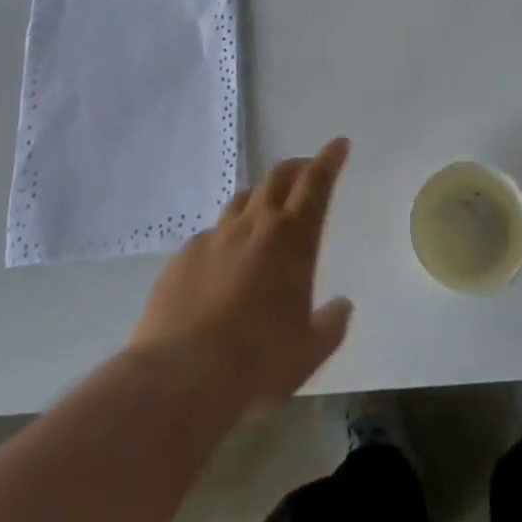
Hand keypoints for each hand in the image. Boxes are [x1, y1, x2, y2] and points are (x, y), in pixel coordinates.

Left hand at [130, 137, 353, 412]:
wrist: (179, 377)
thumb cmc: (257, 363)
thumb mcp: (308, 353)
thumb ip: (330, 325)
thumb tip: (342, 306)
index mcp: (292, 240)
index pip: (315, 185)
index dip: (329, 160)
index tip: (338, 144)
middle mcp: (254, 226)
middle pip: (277, 179)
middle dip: (295, 168)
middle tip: (305, 169)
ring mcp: (214, 238)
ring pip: (242, 201)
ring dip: (260, 197)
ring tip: (265, 210)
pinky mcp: (182, 257)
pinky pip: (210, 235)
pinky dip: (225, 237)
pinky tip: (222, 262)